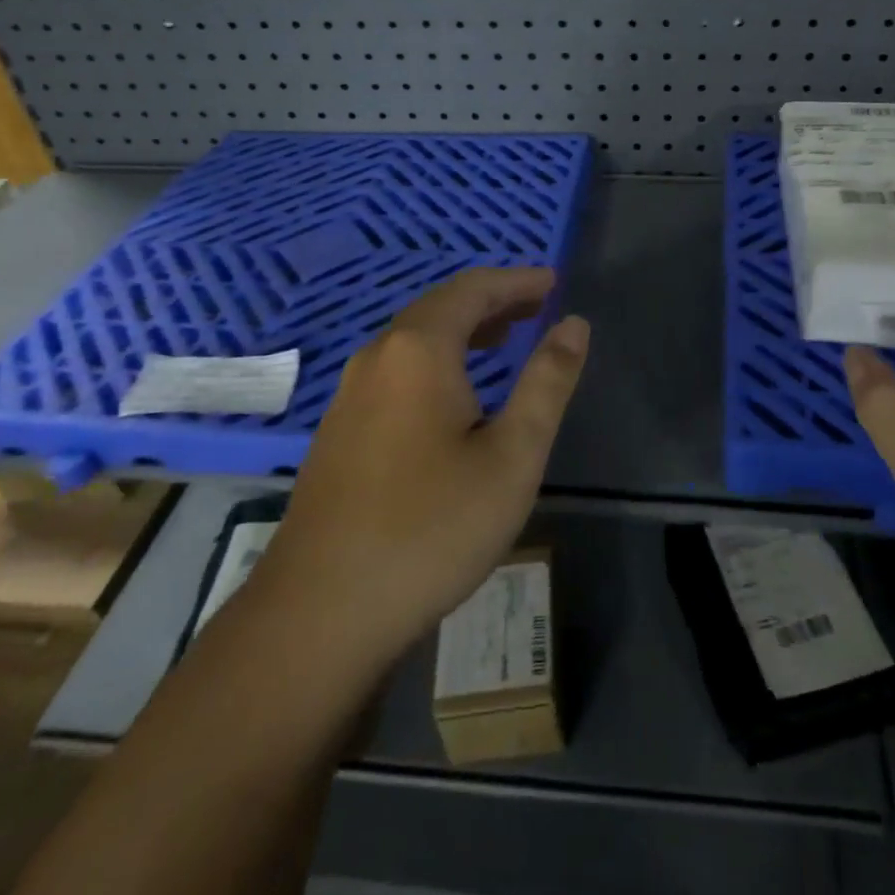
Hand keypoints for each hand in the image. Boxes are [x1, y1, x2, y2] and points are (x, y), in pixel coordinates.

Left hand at [253, 267, 589, 672]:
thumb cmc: (431, 528)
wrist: (320, 612)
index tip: (553, 282)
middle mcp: (377, 357)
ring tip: (505, 338)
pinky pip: (396, 370)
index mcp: (419, 351)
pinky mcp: (339, 431)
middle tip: (536, 306)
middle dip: (492, 302)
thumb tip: (574, 325)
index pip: (473, 290)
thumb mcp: (512, 455)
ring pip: (414, 340)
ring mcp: (349, 395)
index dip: (517, 281)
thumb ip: (547, 383)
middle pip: (440, 308)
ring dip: (463, 331)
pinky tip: (454, 394)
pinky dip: (437, 360)